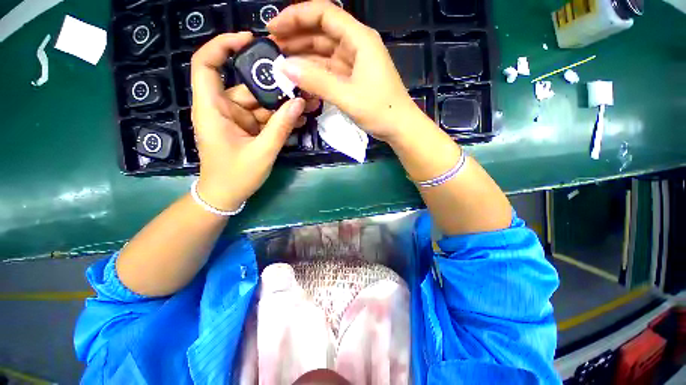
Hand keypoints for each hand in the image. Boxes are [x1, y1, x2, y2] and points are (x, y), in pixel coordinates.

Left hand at [191, 32, 317, 210]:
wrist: (226, 196)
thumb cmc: (236, 176)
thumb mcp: (262, 152)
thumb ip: (281, 127)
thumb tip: (299, 103)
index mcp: (212, 109)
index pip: (207, 64)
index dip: (223, 45)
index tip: (251, 40)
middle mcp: (222, 109)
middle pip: (246, 86)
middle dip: (273, 85)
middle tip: (300, 85)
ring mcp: (236, 120)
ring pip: (259, 104)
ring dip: (282, 105)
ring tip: (307, 104)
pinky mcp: (246, 129)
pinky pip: (263, 118)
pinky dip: (279, 118)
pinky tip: (299, 119)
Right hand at [268, 1, 423, 142]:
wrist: (400, 127)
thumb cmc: (381, 111)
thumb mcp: (348, 96)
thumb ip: (317, 82)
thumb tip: (285, 67)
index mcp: (359, 39)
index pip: (324, 14)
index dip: (296, 16)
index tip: (273, 28)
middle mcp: (356, 46)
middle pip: (321, 32)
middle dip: (296, 38)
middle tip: (272, 49)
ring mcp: (355, 63)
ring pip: (324, 53)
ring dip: (303, 57)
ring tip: (281, 65)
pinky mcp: (353, 79)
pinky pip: (330, 71)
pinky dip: (315, 74)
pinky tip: (301, 80)